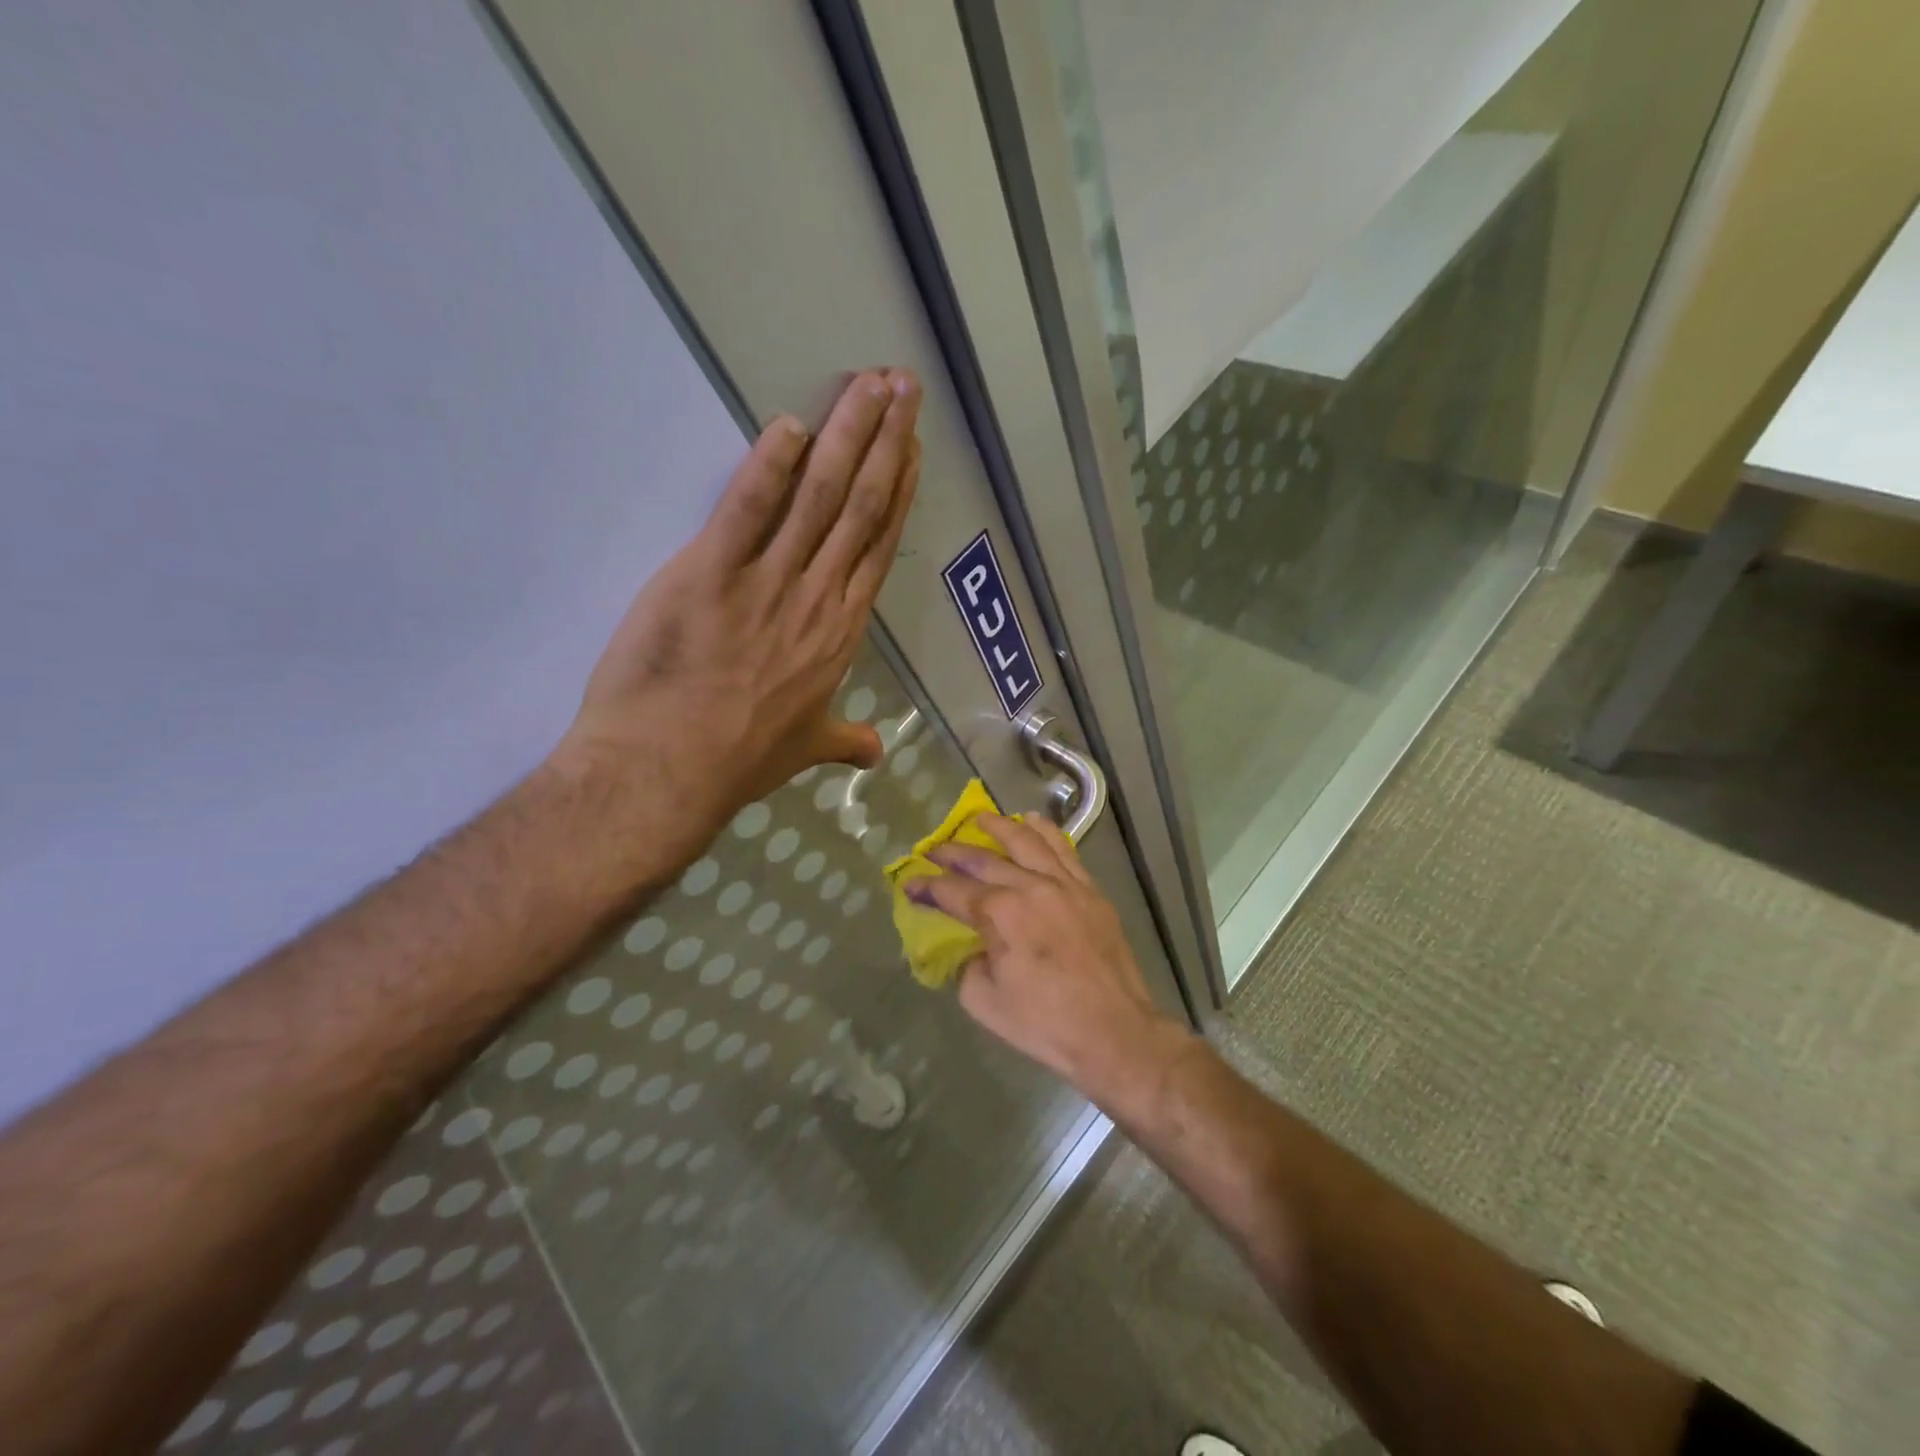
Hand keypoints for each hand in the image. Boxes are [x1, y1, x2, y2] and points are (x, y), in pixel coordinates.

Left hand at [552, 369, 921, 868]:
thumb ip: (844, 741)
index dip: (898, 492)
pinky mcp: (709, 573)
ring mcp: (767, 583)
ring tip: (868, 383)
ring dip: (846, 434)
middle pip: (859, 506)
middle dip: (884, 441)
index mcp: (840, 633)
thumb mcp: (805, 749)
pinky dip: (768, 463)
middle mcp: (817, 598)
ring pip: (818, 496)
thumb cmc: (738, 761)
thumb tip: (875, 752)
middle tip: (902, 385)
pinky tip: (789, 422)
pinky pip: (748, 508)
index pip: (879, 546)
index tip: (911, 448)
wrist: (667, 772)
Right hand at [907, 814, 1188, 1101]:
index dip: (926, 886)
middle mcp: (1030, 886)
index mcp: (1000, 913)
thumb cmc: (1045, 1024)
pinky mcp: (1090, 889)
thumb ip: (966, 965)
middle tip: (932, 850)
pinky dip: (1044, 831)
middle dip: (952, 852)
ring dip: (998, 826)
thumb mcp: (984, 1002)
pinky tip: (1031, 822)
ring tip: (979, 819)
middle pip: (984, 859)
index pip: (953, 891)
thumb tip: (969, 946)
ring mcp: (1064, 883)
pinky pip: (1064, 848)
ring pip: (1026, 840)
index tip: (909, 883)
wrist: (1114, 1032)